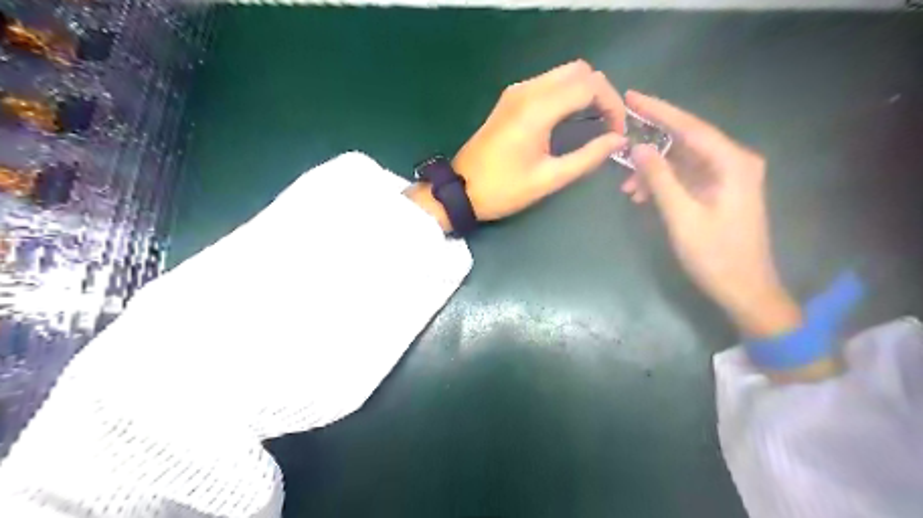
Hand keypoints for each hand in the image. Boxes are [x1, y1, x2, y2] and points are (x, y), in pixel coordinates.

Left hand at [406, 60, 626, 227]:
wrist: (461, 190)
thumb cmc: (504, 189)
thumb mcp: (549, 178)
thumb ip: (587, 157)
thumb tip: (618, 140)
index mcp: (538, 108)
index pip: (590, 84)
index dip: (612, 104)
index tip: (617, 131)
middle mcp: (527, 90)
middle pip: (579, 70)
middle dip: (601, 93)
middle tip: (608, 124)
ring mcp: (515, 92)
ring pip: (562, 74)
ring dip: (584, 91)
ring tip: (594, 122)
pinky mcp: (509, 99)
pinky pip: (546, 83)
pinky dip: (566, 93)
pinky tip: (570, 118)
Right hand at [623, 88, 804, 339]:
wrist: (744, 289)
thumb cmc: (715, 255)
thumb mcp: (681, 216)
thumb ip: (660, 179)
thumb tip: (638, 147)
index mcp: (732, 163)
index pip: (690, 126)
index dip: (658, 110)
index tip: (631, 96)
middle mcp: (733, 163)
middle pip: (686, 141)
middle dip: (651, 144)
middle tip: (619, 139)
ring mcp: (727, 178)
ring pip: (682, 162)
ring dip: (654, 171)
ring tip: (628, 188)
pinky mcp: (719, 193)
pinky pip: (685, 178)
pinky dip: (663, 184)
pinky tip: (642, 196)